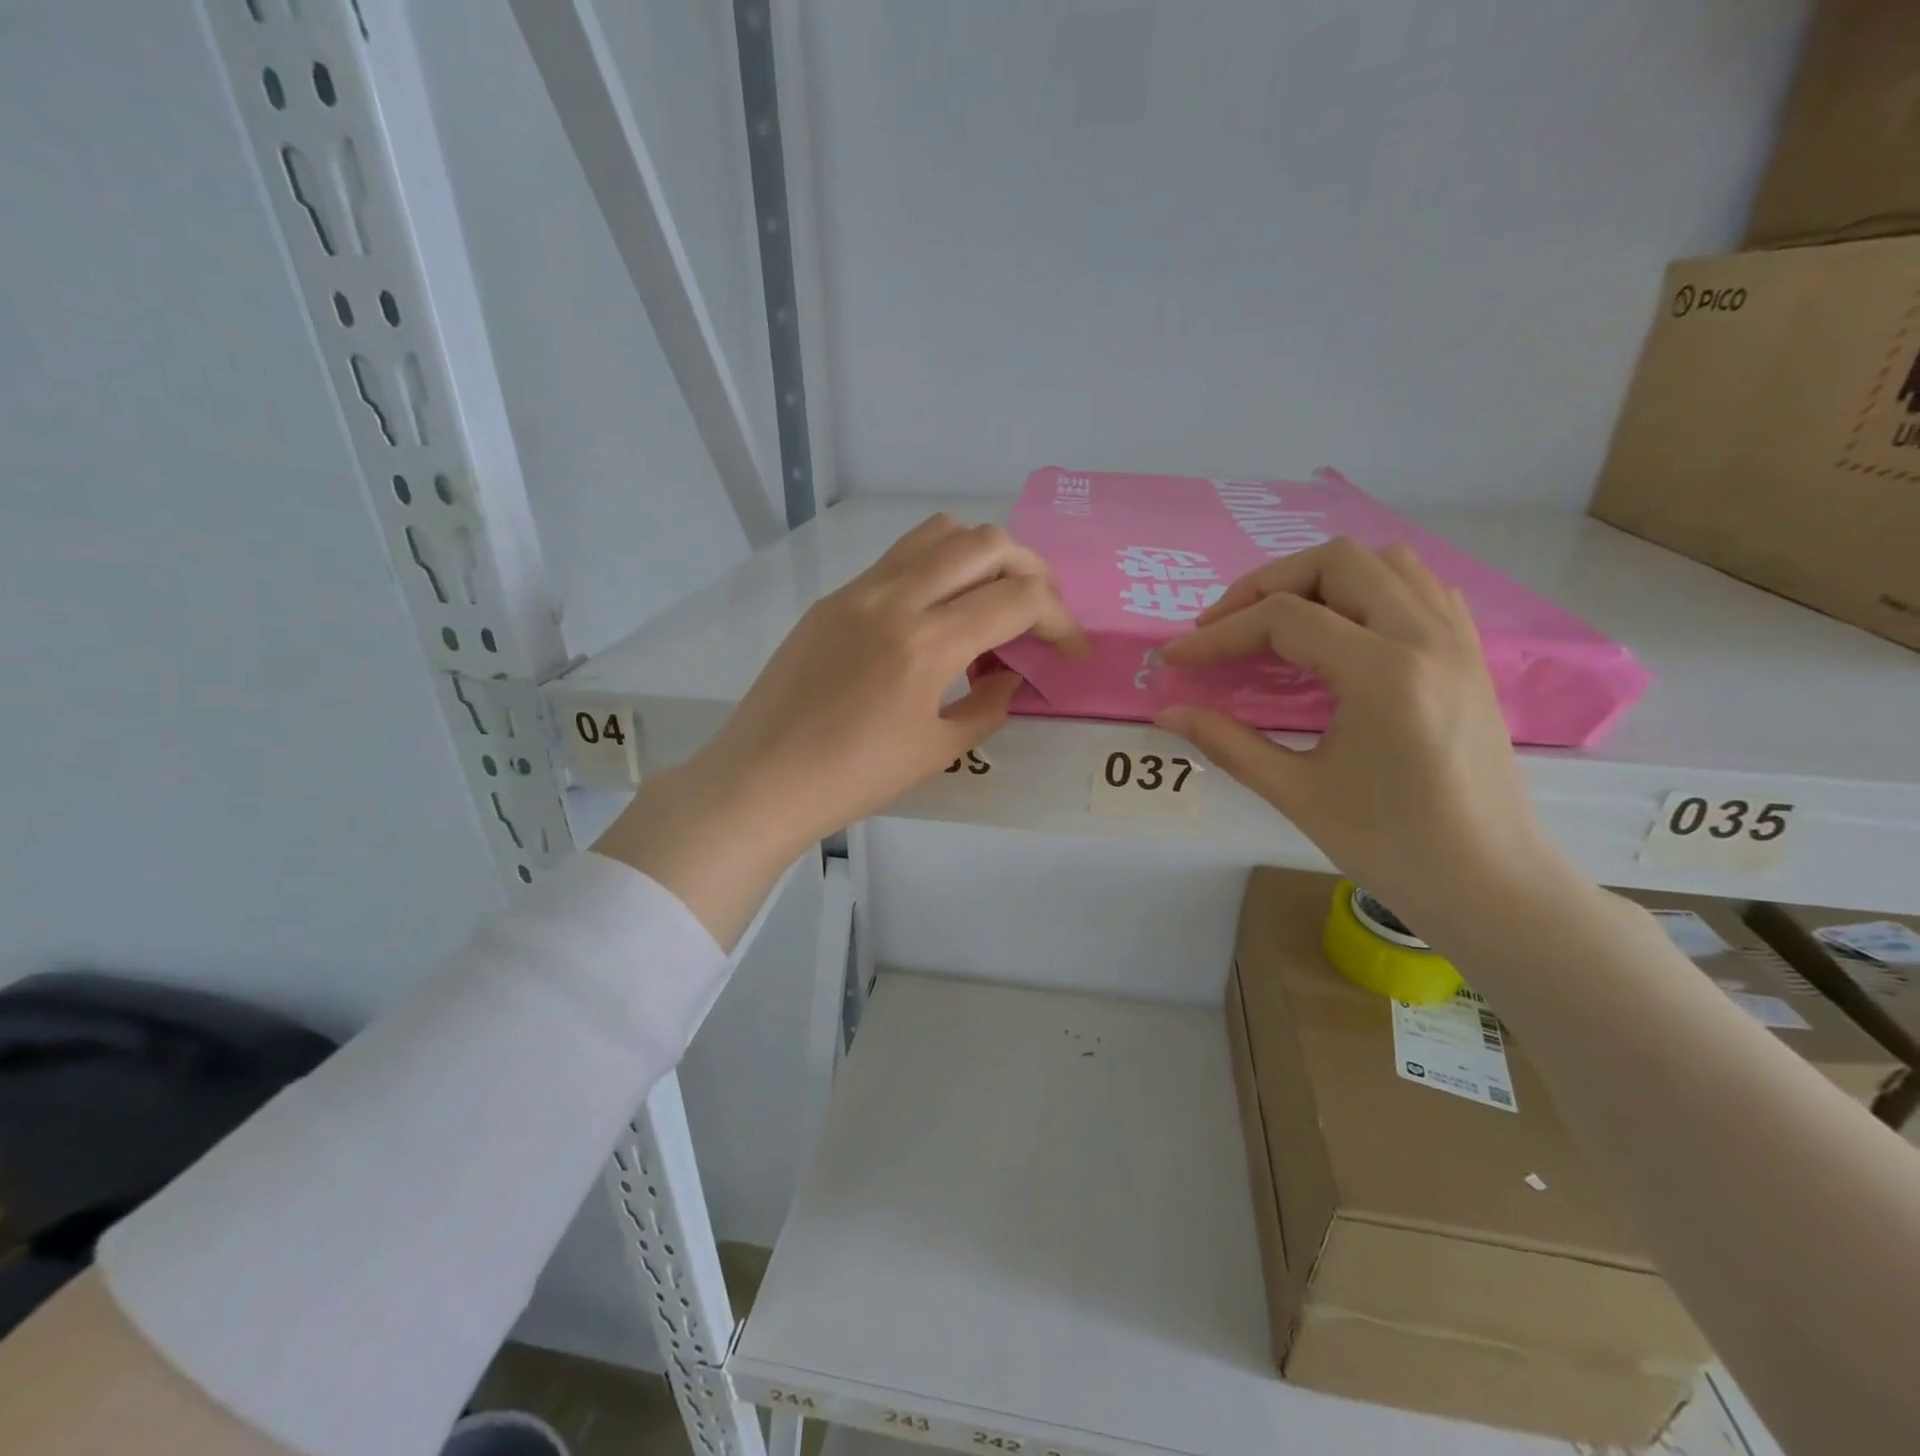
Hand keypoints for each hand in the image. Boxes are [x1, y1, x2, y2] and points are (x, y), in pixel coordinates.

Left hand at [597, 515, 1084, 945]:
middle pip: (985, 544)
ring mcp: (859, 591)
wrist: (762, 779)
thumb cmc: (853, 779)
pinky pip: (899, 559)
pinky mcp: (833, 599)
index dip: (1060, 620)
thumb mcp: (937, 750)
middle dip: (1032, 570)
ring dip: (982, 555)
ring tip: (992, 597)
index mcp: (927, 644)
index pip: (1018, 599)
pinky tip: (938, 612)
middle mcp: (895, 599)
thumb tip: (1010, 675)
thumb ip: (988, 705)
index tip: (1070, 650)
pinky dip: (937, 568)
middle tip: (1042, 610)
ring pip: (938, 534)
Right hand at [1155, 539, 1556, 929]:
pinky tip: (1341, 629)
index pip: (1284, 619)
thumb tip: (1167, 714)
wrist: (1490, 883)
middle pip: (1337, 562)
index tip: (1177, 657)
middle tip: (1223, 626)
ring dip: (1320, 578)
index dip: (1220, 634)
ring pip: (1385, 562)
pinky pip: (1419, 587)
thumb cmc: (1391, 846)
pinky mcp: (1469, 655)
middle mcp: (1426, 638)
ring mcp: (1456, 641)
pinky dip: (1369, 589)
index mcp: (1383, 674)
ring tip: (1278, 620)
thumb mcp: (1297, 794)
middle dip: (1266, 585)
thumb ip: (1227, 743)